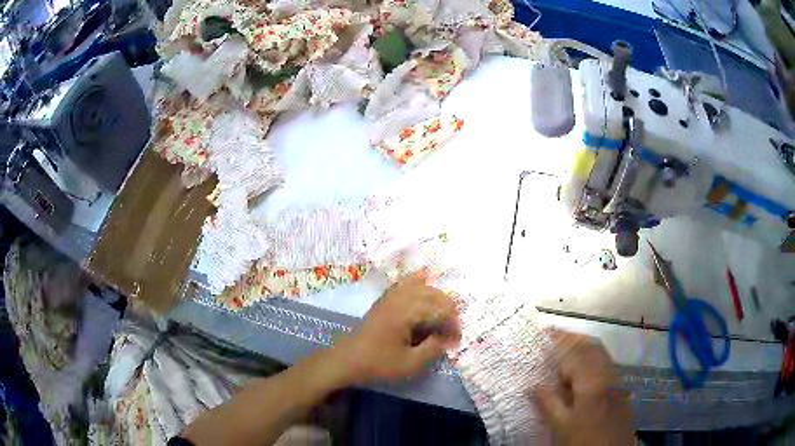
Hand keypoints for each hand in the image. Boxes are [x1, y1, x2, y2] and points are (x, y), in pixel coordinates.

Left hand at [336, 272, 460, 382]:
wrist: (347, 360)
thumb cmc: (378, 364)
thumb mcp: (410, 364)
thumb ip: (433, 349)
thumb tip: (448, 338)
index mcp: (406, 313)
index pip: (440, 310)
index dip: (452, 324)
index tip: (456, 340)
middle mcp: (400, 299)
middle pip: (433, 294)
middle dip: (448, 310)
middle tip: (451, 330)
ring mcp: (390, 296)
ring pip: (421, 286)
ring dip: (436, 298)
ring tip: (441, 316)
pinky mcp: (384, 300)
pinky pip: (405, 284)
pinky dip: (418, 284)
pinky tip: (424, 289)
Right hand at [533, 331, 633, 445]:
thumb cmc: (584, 440)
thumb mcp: (561, 426)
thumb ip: (548, 403)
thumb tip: (534, 385)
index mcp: (592, 380)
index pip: (574, 352)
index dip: (559, 341)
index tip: (543, 333)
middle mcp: (607, 372)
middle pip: (591, 345)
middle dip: (571, 338)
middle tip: (551, 337)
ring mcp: (616, 378)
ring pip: (599, 351)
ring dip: (581, 345)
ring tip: (562, 349)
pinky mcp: (619, 386)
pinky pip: (604, 362)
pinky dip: (590, 356)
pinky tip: (579, 368)